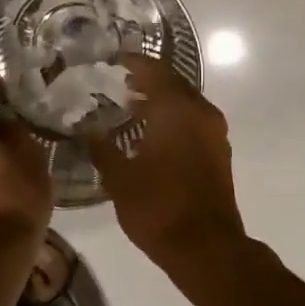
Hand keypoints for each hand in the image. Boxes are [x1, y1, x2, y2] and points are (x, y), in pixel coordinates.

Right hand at [88, 54, 245, 268]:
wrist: (206, 247)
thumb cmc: (158, 207)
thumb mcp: (119, 177)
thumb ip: (101, 147)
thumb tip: (85, 127)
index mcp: (176, 109)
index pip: (153, 70)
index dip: (132, 62)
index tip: (112, 58)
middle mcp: (200, 112)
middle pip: (173, 83)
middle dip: (147, 79)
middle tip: (118, 80)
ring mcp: (214, 133)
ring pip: (185, 103)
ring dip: (161, 100)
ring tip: (130, 105)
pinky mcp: (218, 152)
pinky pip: (193, 121)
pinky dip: (173, 118)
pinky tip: (151, 133)